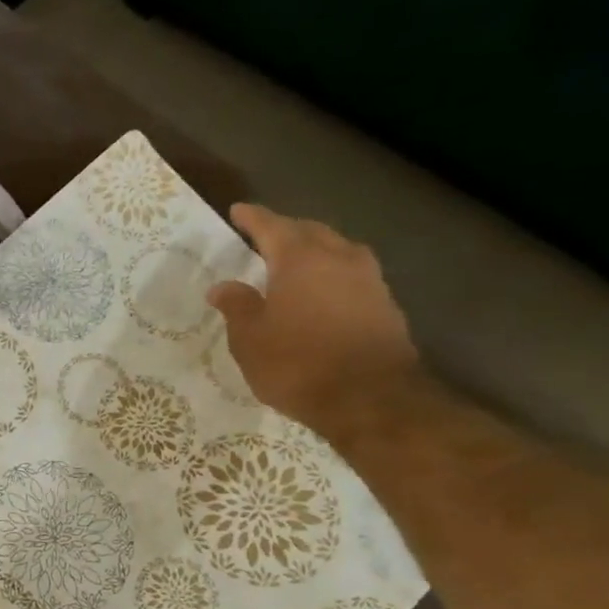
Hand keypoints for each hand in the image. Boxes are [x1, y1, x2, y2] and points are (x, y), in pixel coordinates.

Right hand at [207, 204, 420, 435]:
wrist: (369, 397)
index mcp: (300, 259)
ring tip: (297, 261)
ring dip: (315, 249)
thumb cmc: (297, 363)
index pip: (272, 226)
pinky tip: (323, 292)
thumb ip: (237, 306)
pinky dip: (332, 275)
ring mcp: (368, 280)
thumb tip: (223, 286)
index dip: (253, 218)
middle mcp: (339, 258)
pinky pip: (352, 275)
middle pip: (310, 232)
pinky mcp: (385, 304)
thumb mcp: (249, 339)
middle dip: (286, 229)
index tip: (238, 210)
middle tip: (265, 235)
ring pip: (338, 250)